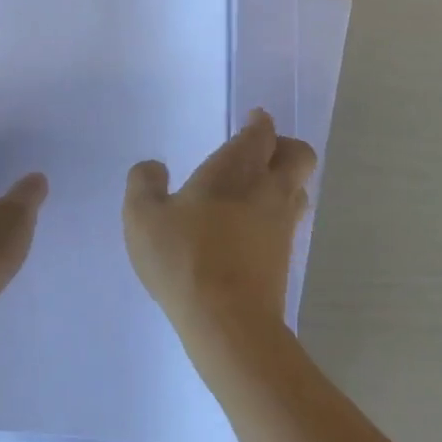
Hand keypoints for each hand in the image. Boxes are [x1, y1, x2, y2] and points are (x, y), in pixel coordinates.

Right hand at [123, 110, 316, 340]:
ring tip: (256, 189)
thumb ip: (144, 184)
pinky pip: (290, 220)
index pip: (261, 132)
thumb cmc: (184, 258)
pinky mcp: (285, 257)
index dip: (259, 123)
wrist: (228, 321)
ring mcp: (283, 224)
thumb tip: (153, 167)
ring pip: (299, 188)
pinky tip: (251, 227)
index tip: (251, 120)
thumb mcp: (143, 217)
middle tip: (260, 152)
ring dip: (284, 180)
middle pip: (298, 154)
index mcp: (237, 168)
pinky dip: (277, 213)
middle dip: (284, 146)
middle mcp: (269, 189)